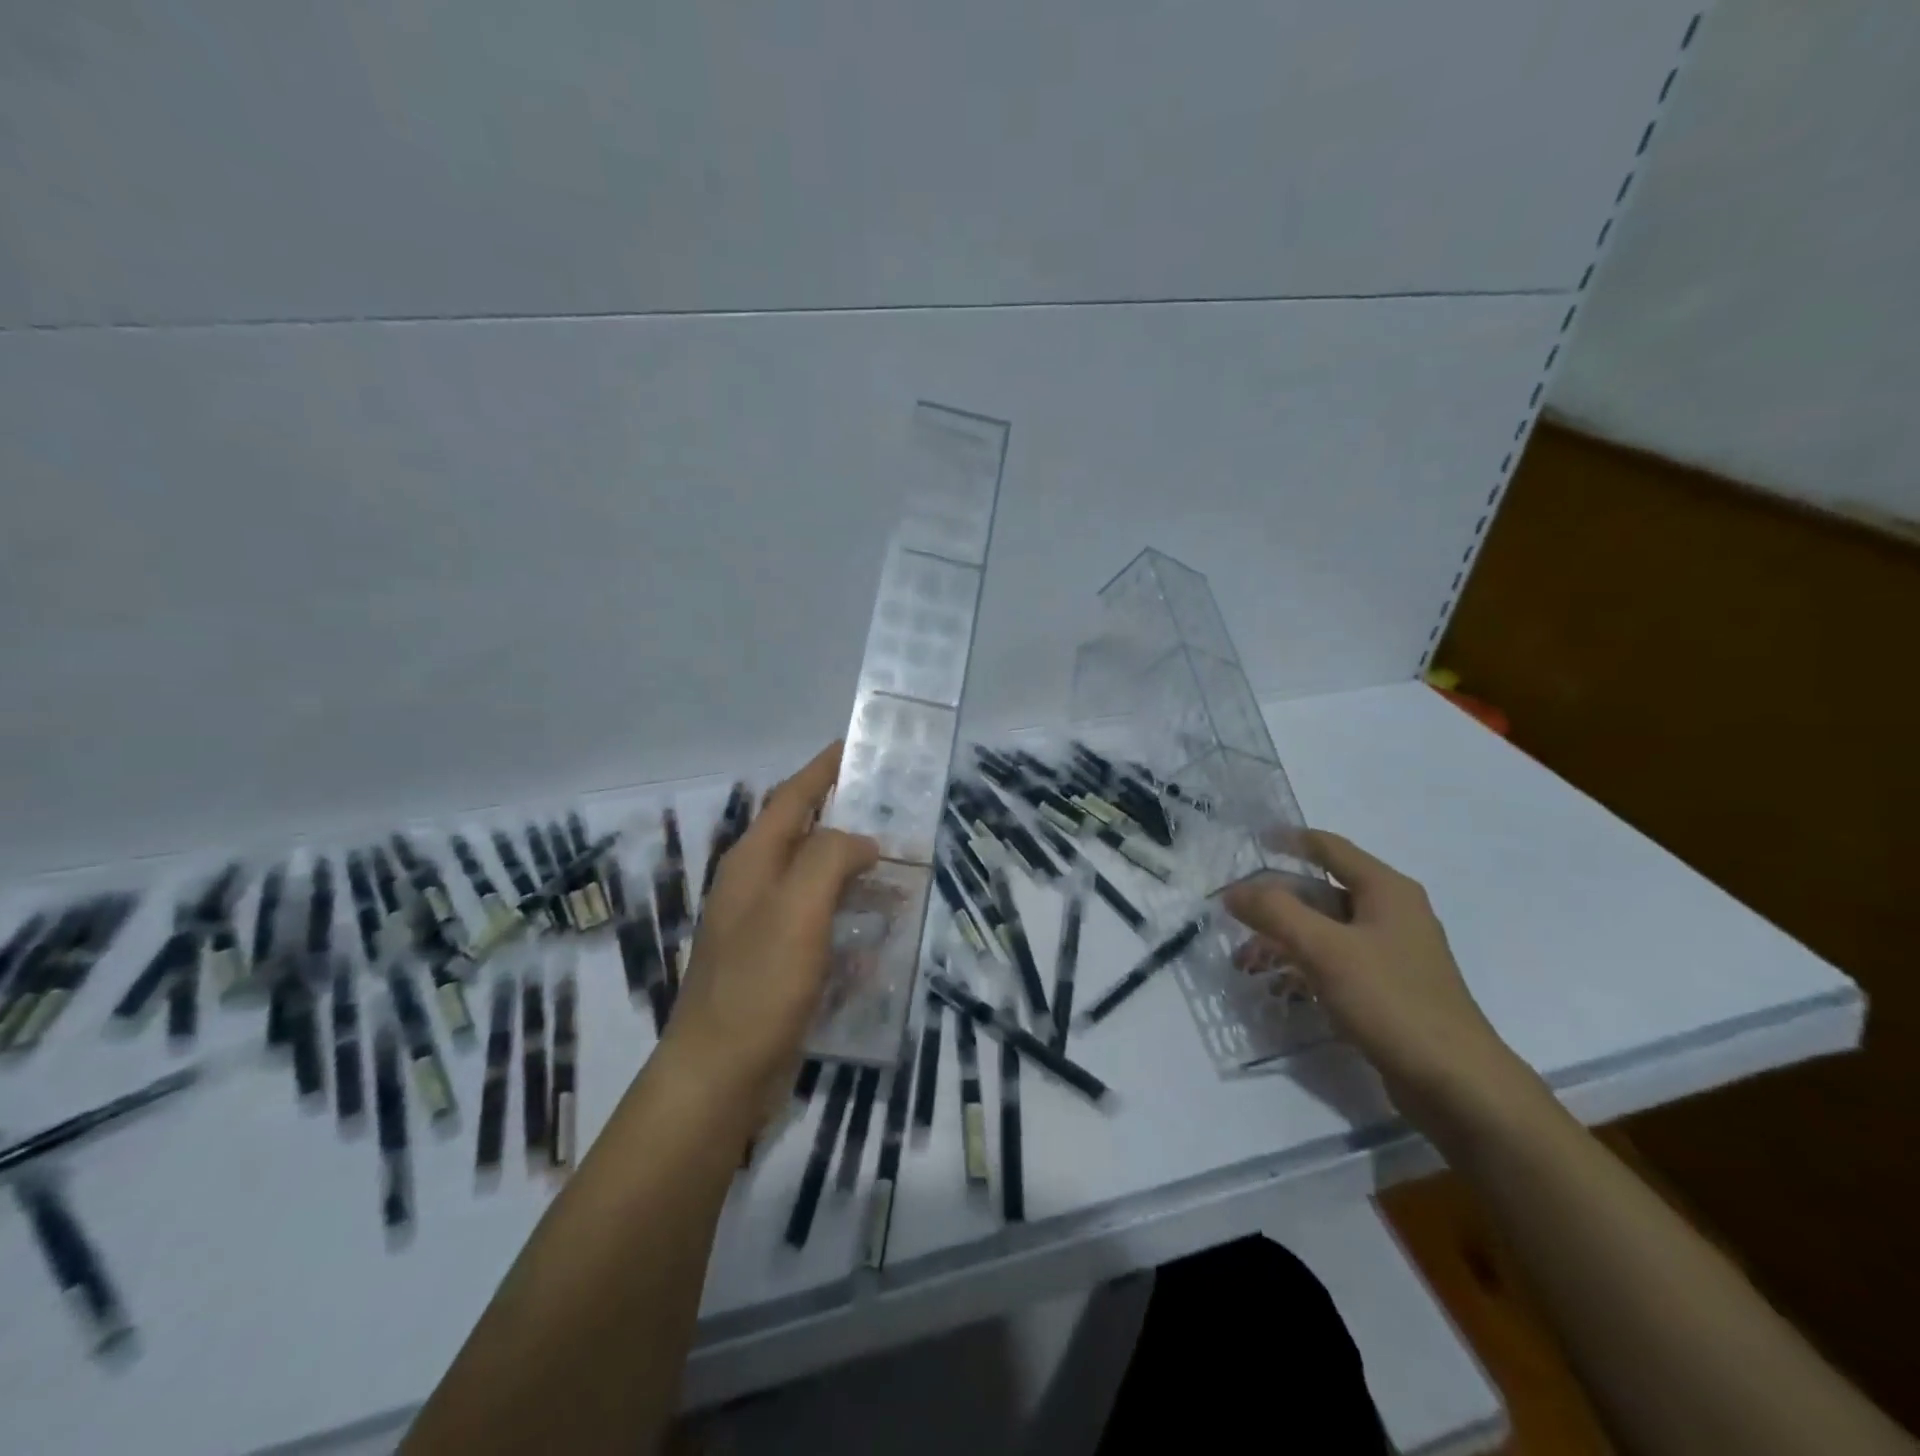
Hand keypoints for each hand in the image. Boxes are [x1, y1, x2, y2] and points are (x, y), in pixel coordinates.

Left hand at [657, 742, 878, 1122]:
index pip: (792, 797)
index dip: (822, 769)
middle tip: (896, 807)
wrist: (720, 1075)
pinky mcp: (778, 961)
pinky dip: (850, 914)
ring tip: (901, 864)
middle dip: (847, 816)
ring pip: (816, 879)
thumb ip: (830, 857)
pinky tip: (881, 928)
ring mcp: (764, 925)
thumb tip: (862, 840)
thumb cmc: (759, 984)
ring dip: (854, 868)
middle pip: (805, 834)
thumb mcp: (798, 908)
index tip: (856, 746)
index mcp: (753, 861)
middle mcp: (755, 884)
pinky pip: (821, 922)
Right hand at [1223, 831, 1538, 1132]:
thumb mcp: (1325, 949)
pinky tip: (1278, 985)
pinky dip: (1304, 964)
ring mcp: (1392, 953)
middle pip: (1322, 891)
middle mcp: (1392, 913)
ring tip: (1245, 960)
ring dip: (1284, 937)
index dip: (1289, 840)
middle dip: (1275, 901)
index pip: (1330, 848)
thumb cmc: (1391, 1001)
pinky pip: (1335, 961)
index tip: (1249, 841)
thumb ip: (1275, 912)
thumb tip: (1234, 891)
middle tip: (1233, 913)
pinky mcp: (1388, 988)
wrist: (1456, 1084)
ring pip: (1325, 929)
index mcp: (1386, 890)